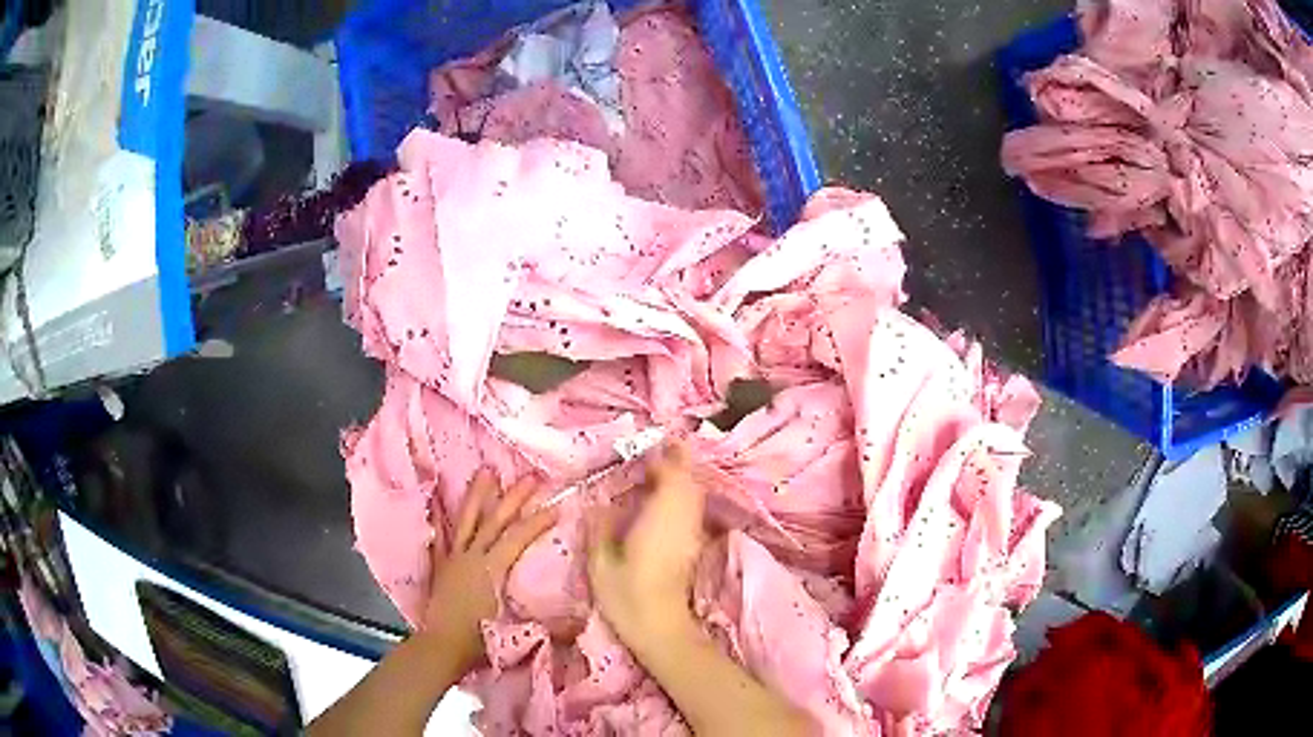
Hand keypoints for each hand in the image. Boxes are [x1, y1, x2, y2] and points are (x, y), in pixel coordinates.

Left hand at [422, 468, 556, 672]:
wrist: (441, 647)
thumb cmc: (480, 640)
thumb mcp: (517, 631)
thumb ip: (550, 624)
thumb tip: (583, 620)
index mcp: (492, 569)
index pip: (518, 538)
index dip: (538, 522)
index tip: (556, 507)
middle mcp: (472, 556)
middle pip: (495, 521)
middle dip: (513, 497)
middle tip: (530, 477)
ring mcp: (454, 558)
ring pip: (466, 520)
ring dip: (477, 495)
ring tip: (485, 471)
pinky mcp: (441, 566)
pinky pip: (441, 538)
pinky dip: (440, 519)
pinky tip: (438, 503)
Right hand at [588, 442, 706, 645]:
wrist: (661, 628)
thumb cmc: (627, 597)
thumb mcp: (601, 563)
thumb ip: (600, 527)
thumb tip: (599, 502)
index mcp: (660, 519)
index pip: (671, 477)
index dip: (663, 459)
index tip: (646, 447)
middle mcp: (682, 520)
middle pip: (688, 481)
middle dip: (677, 461)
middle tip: (656, 449)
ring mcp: (691, 533)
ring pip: (693, 493)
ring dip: (681, 477)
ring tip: (658, 469)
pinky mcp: (693, 545)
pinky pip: (692, 508)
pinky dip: (682, 495)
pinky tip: (663, 499)